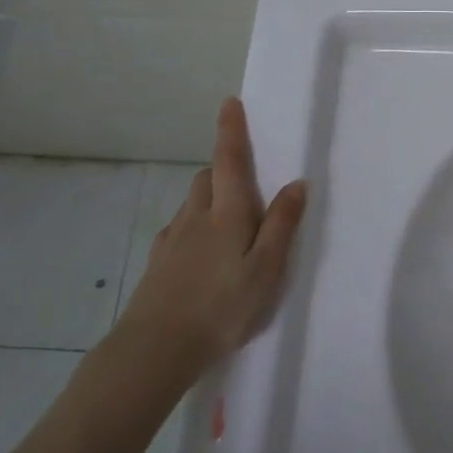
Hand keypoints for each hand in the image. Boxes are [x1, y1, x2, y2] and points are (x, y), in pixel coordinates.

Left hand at [114, 98, 306, 379]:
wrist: (156, 349)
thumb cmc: (222, 307)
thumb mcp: (266, 269)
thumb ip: (281, 225)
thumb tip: (296, 183)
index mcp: (227, 215)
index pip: (229, 162)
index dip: (230, 131)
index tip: (229, 103)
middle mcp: (196, 218)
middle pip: (207, 178)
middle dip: (222, 168)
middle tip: (245, 180)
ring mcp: (172, 240)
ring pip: (192, 203)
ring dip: (209, 197)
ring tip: (229, 221)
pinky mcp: (158, 263)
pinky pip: (179, 230)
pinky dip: (194, 226)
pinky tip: (202, 253)